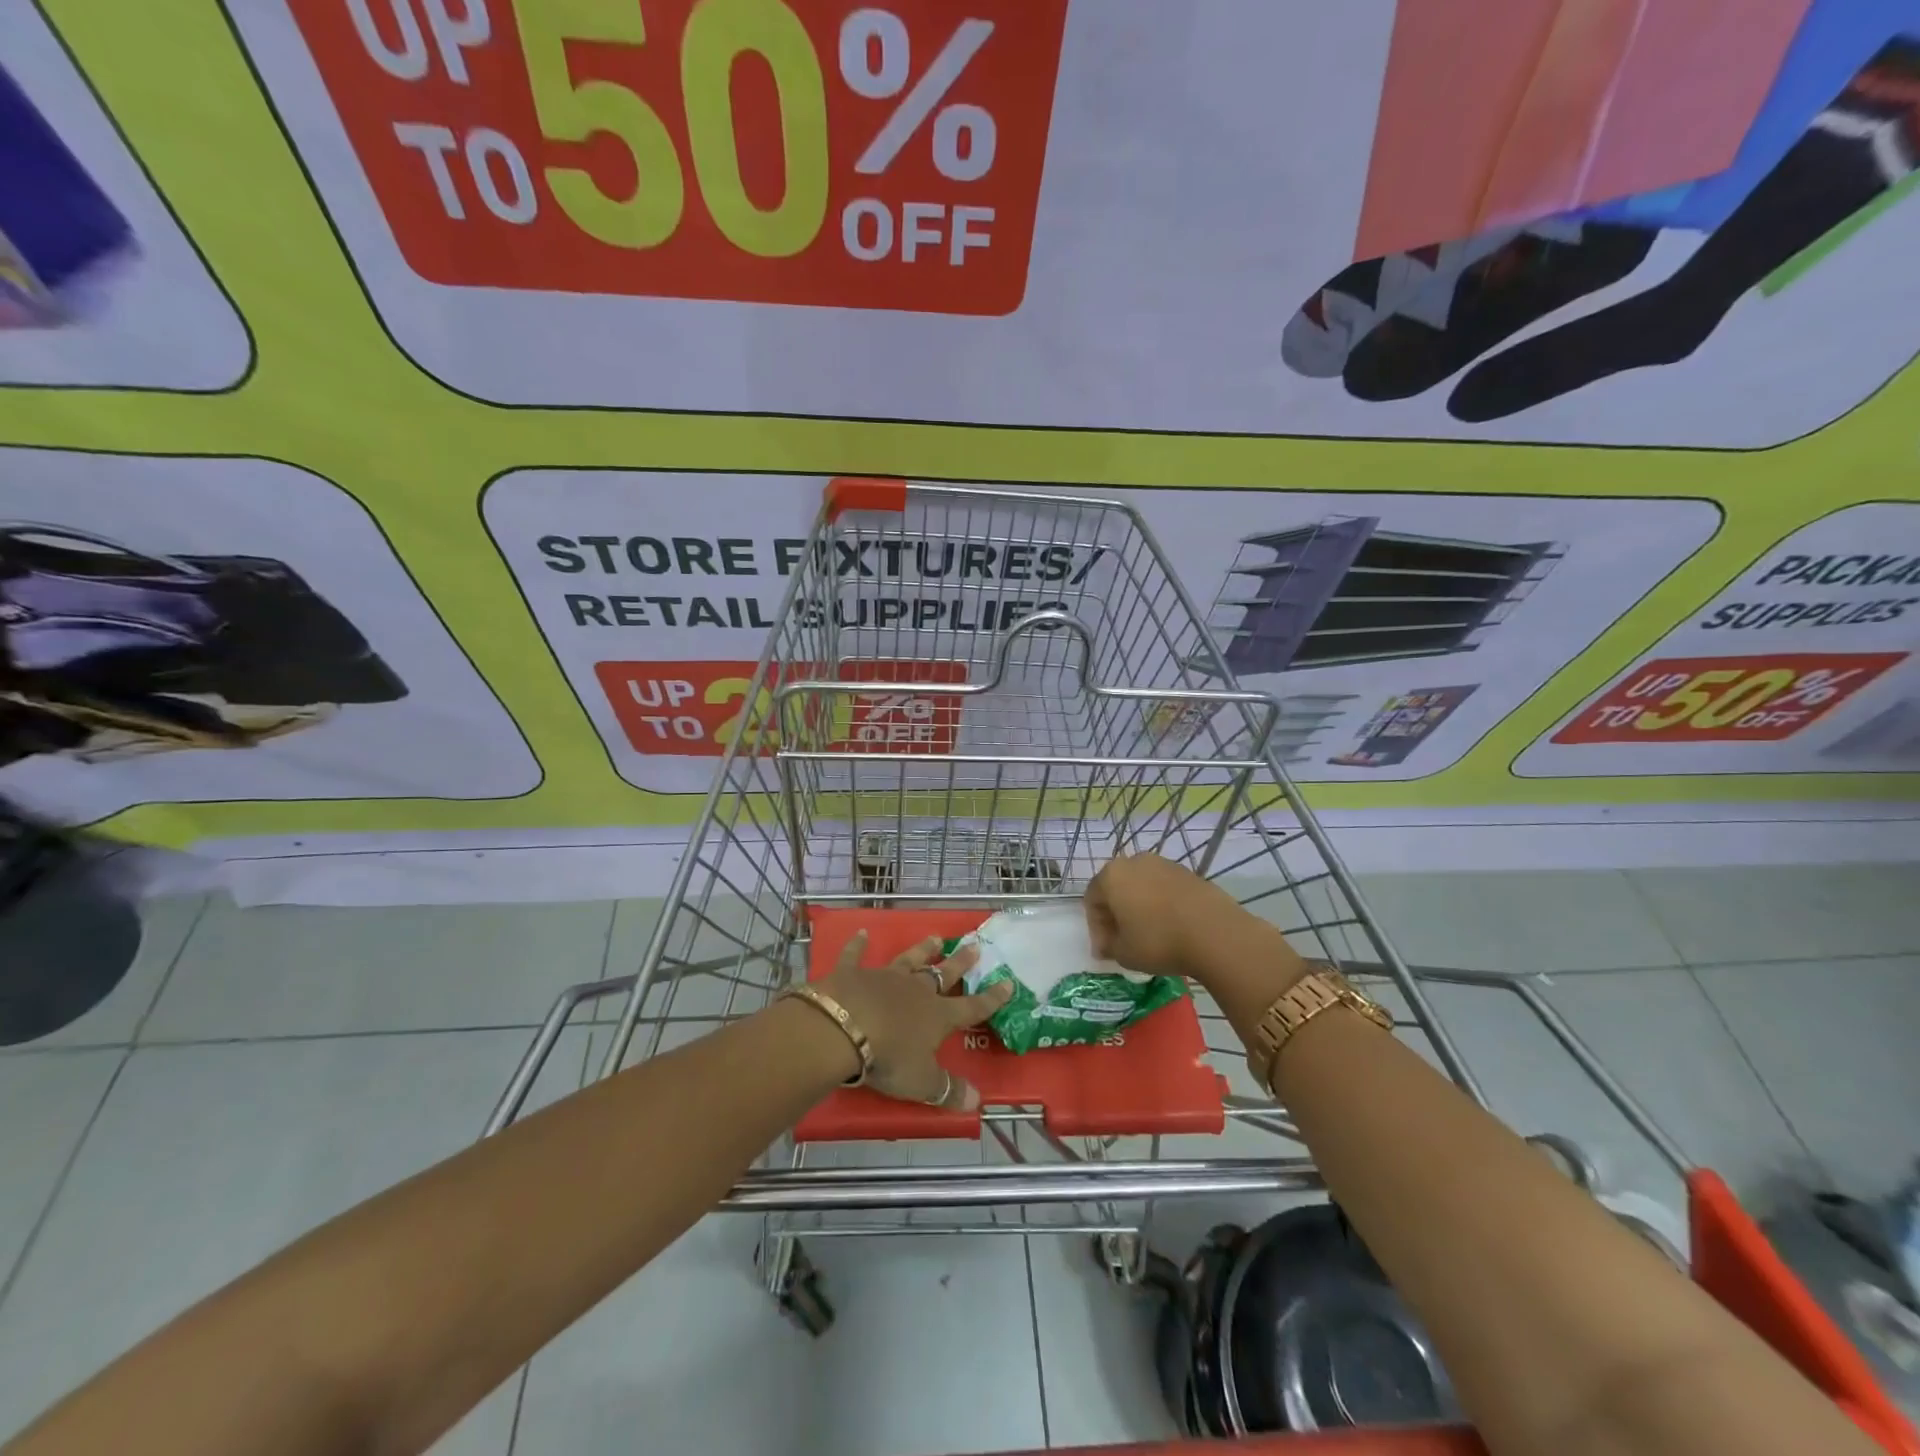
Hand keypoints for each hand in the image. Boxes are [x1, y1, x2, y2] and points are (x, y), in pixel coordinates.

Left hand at [812, 932, 1011, 1110]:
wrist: (844, 1027)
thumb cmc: (889, 1057)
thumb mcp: (922, 1082)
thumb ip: (948, 1090)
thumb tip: (977, 1102)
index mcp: (937, 1017)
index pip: (971, 1008)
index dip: (991, 998)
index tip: (1008, 982)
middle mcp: (915, 991)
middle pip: (942, 975)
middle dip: (960, 963)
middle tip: (974, 946)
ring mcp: (884, 978)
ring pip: (908, 960)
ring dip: (922, 949)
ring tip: (935, 938)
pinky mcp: (852, 973)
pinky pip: (856, 955)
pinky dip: (858, 944)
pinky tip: (861, 932)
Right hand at [1086, 853, 1292, 987]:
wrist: (1215, 933)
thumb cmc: (1159, 942)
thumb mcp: (1123, 953)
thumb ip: (1108, 946)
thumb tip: (1108, 944)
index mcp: (1111, 876)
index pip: (1092, 900)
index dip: (1096, 928)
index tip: (1106, 951)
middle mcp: (1134, 862)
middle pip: (1116, 888)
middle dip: (1116, 914)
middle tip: (1123, 940)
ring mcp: (1164, 864)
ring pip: (1142, 886)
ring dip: (1139, 908)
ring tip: (1149, 934)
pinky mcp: (1188, 873)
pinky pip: (1165, 889)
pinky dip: (1162, 905)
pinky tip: (1171, 927)